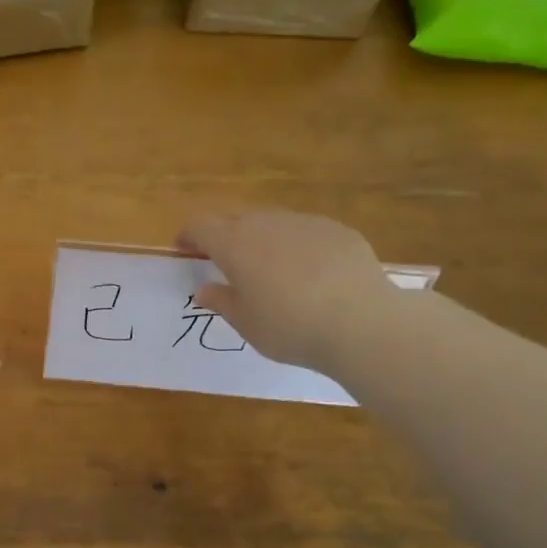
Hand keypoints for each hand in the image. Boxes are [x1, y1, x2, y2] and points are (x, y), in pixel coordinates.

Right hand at [177, 210, 403, 373]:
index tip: (184, 249)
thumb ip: (222, 301)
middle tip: (224, 262)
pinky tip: (309, 273)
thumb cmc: (290, 328)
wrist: (362, 323)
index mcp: (235, 245)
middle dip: (224, 236)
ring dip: (261, 239)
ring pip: (272, 222)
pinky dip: (296, 245)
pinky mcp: (338, 230)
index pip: (201, 226)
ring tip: (269, 268)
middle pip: (235, 219)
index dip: (188, 235)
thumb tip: (205, 290)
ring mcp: (305, 223)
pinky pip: (305, 231)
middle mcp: (267, 224)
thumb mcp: (246, 323)